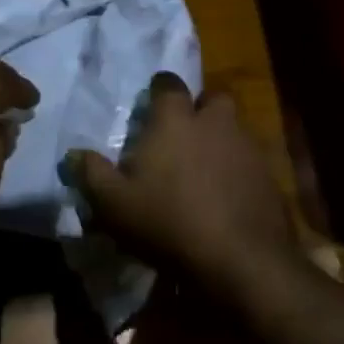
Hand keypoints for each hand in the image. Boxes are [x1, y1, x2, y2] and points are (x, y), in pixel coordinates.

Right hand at [60, 73, 298, 290]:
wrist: (241, 260)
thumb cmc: (169, 222)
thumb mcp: (114, 204)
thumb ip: (91, 174)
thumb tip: (74, 153)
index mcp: (176, 119)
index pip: (168, 83)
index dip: (160, 90)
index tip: (151, 105)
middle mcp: (214, 121)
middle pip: (212, 98)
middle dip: (200, 109)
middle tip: (184, 133)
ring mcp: (247, 146)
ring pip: (234, 128)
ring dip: (221, 139)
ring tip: (204, 169)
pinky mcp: (269, 175)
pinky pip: (250, 161)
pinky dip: (239, 170)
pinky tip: (227, 196)